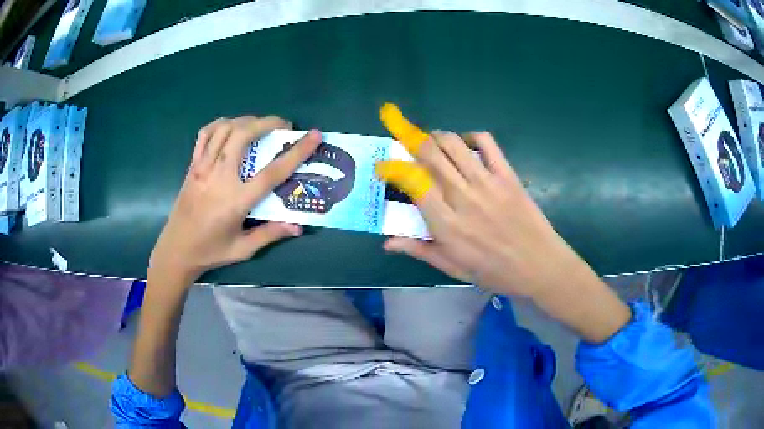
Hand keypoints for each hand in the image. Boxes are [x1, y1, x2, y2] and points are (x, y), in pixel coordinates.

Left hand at [149, 116, 321, 283]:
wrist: (176, 250)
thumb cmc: (210, 251)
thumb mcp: (242, 249)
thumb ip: (270, 234)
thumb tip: (298, 226)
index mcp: (236, 200)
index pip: (272, 171)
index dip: (296, 152)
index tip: (314, 135)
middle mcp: (219, 177)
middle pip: (243, 136)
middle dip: (267, 122)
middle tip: (282, 125)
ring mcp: (203, 168)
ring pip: (224, 129)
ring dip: (245, 120)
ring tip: (258, 125)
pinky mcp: (192, 166)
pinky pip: (205, 135)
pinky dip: (220, 124)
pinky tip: (230, 127)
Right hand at [378, 131, 582, 297]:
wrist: (539, 266)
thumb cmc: (494, 272)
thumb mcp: (453, 268)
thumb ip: (419, 250)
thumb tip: (387, 242)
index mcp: (446, 223)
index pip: (412, 182)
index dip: (393, 167)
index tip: (385, 166)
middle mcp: (463, 197)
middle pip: (430, 154)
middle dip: (411, 141)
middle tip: (405, 142)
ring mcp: (487, 183)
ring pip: (454, 144)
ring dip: (437, 136)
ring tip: (432, 141)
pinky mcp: (507, 175)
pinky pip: (487, 143)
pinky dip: (471, 136)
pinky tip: (466, 144)